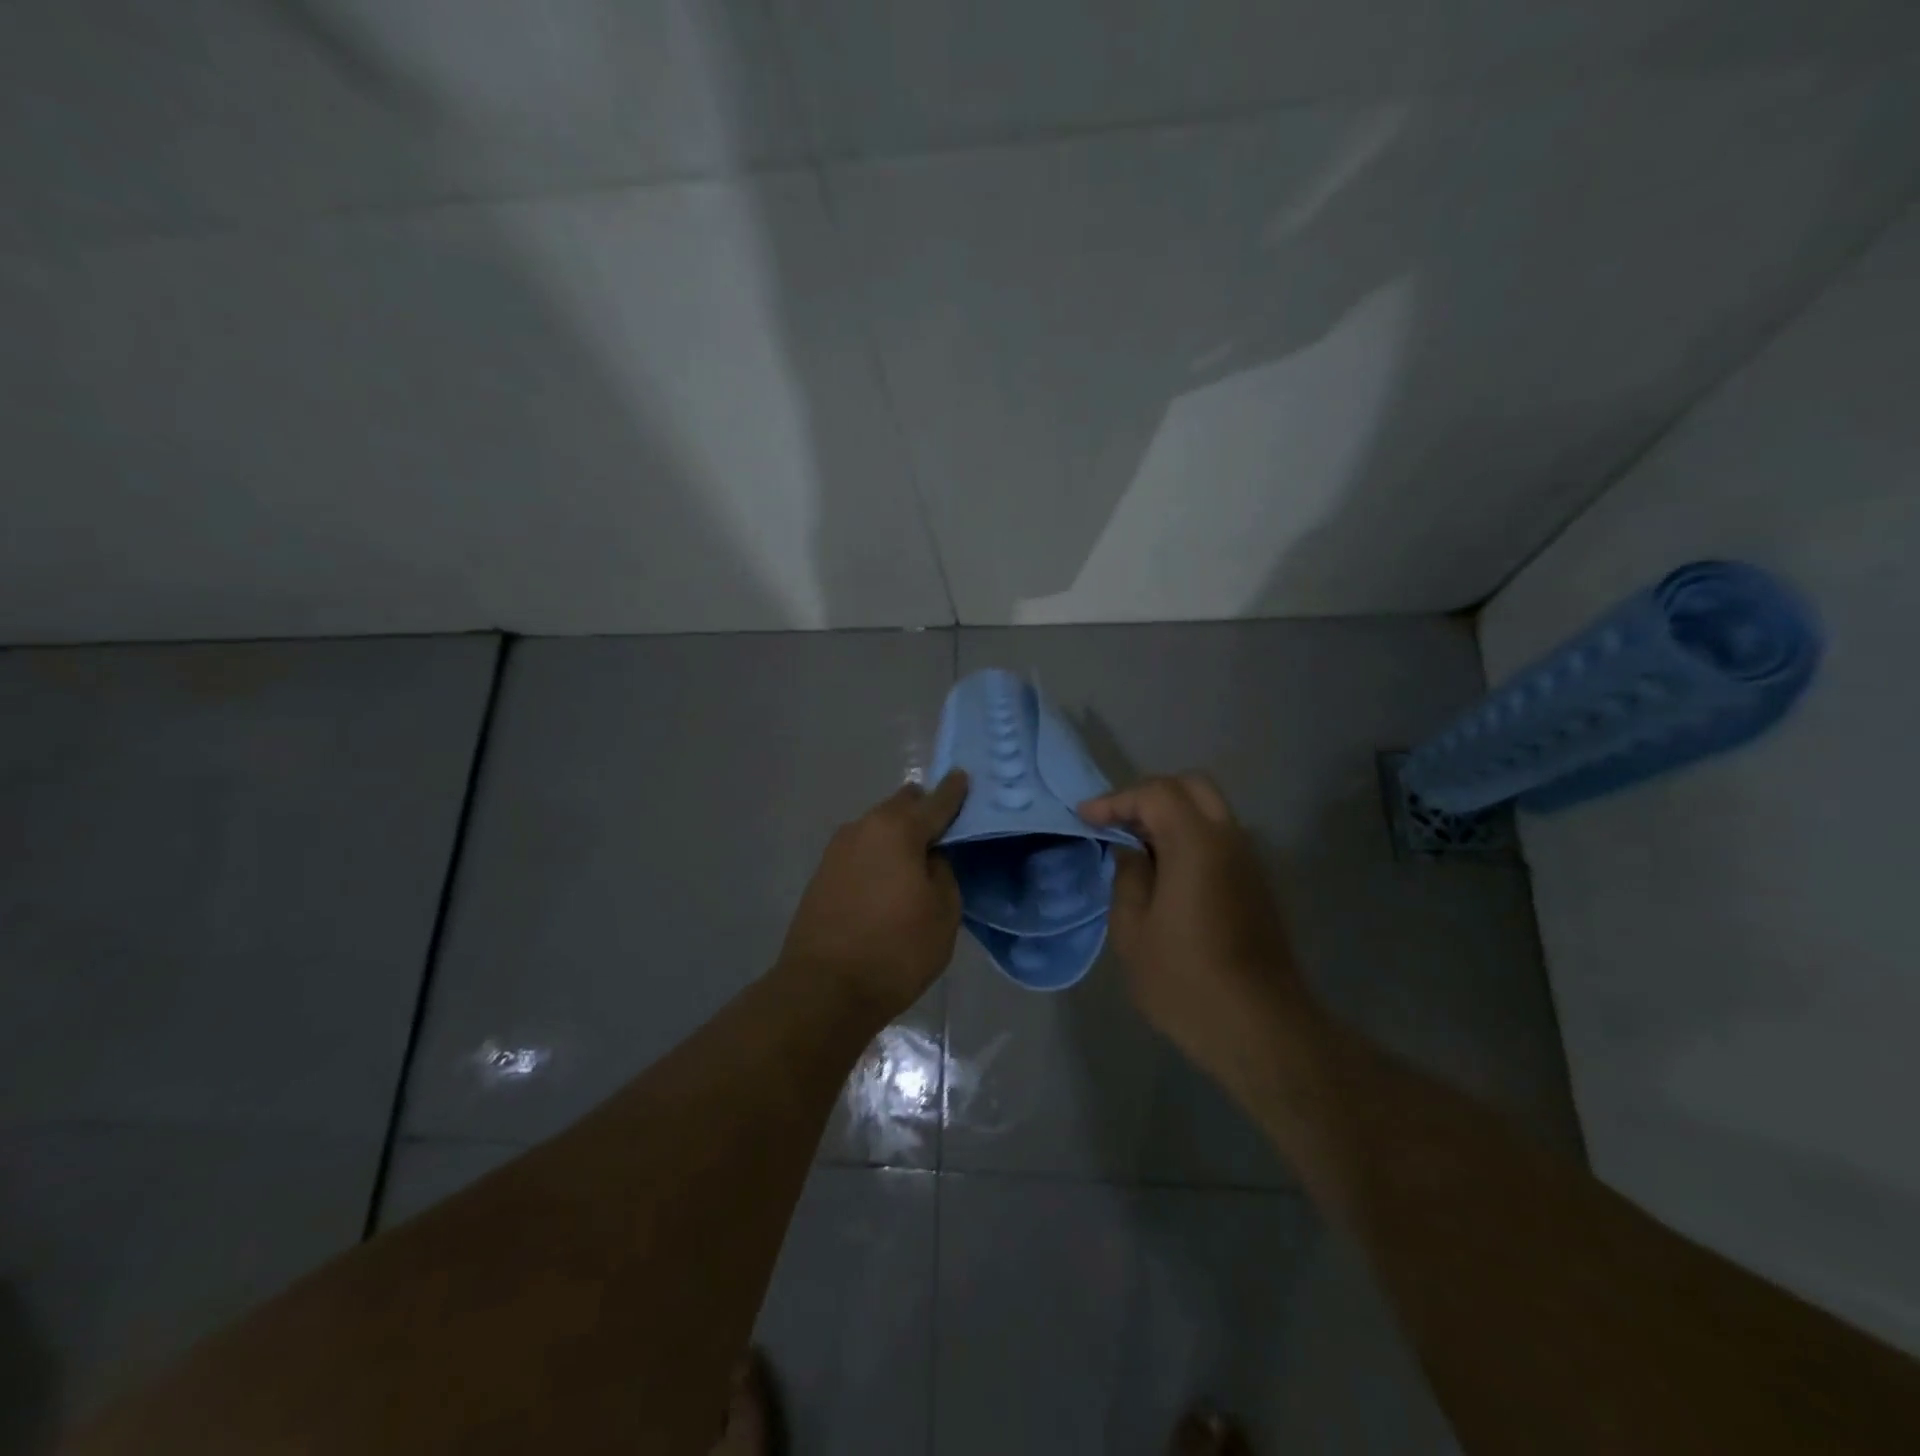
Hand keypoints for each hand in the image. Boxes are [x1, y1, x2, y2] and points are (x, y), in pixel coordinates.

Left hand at [778, 771, 968, 1019]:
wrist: (824, 989)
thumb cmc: (895, 949)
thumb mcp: (942, 912)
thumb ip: (943, 871)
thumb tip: (930, 857)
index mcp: (897, 829)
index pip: (935, 801)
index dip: (954, 791)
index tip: (963, 776)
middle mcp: (863, 828)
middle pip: (900, 806)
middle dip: (922, 810)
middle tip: (944, 827)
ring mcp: (837, 849)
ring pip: (877, 827)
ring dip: (898, 834)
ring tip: (917, 856)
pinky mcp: (822, 873)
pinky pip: (861, 850)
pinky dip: (879, 854)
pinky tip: (889, 876)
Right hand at [1080, 774, 1310, 1073]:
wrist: (1259, 1028)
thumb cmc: (1185, 980)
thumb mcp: (1133, 931)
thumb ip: (1128, 878)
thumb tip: (1132, 853)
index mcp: (1197, 844)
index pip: (1155, 793)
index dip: (1116, 800)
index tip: (1086, 818)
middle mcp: (1229, 840)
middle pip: (1191, 787)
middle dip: (1149, 796)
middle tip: (1117, 822)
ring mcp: (1249, 861)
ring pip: (1210, 810)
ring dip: (1172, 815)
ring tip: (1136, 845)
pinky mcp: (1257, 884)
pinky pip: (1220, 838)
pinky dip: (1190, 835)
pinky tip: (1165, 870)